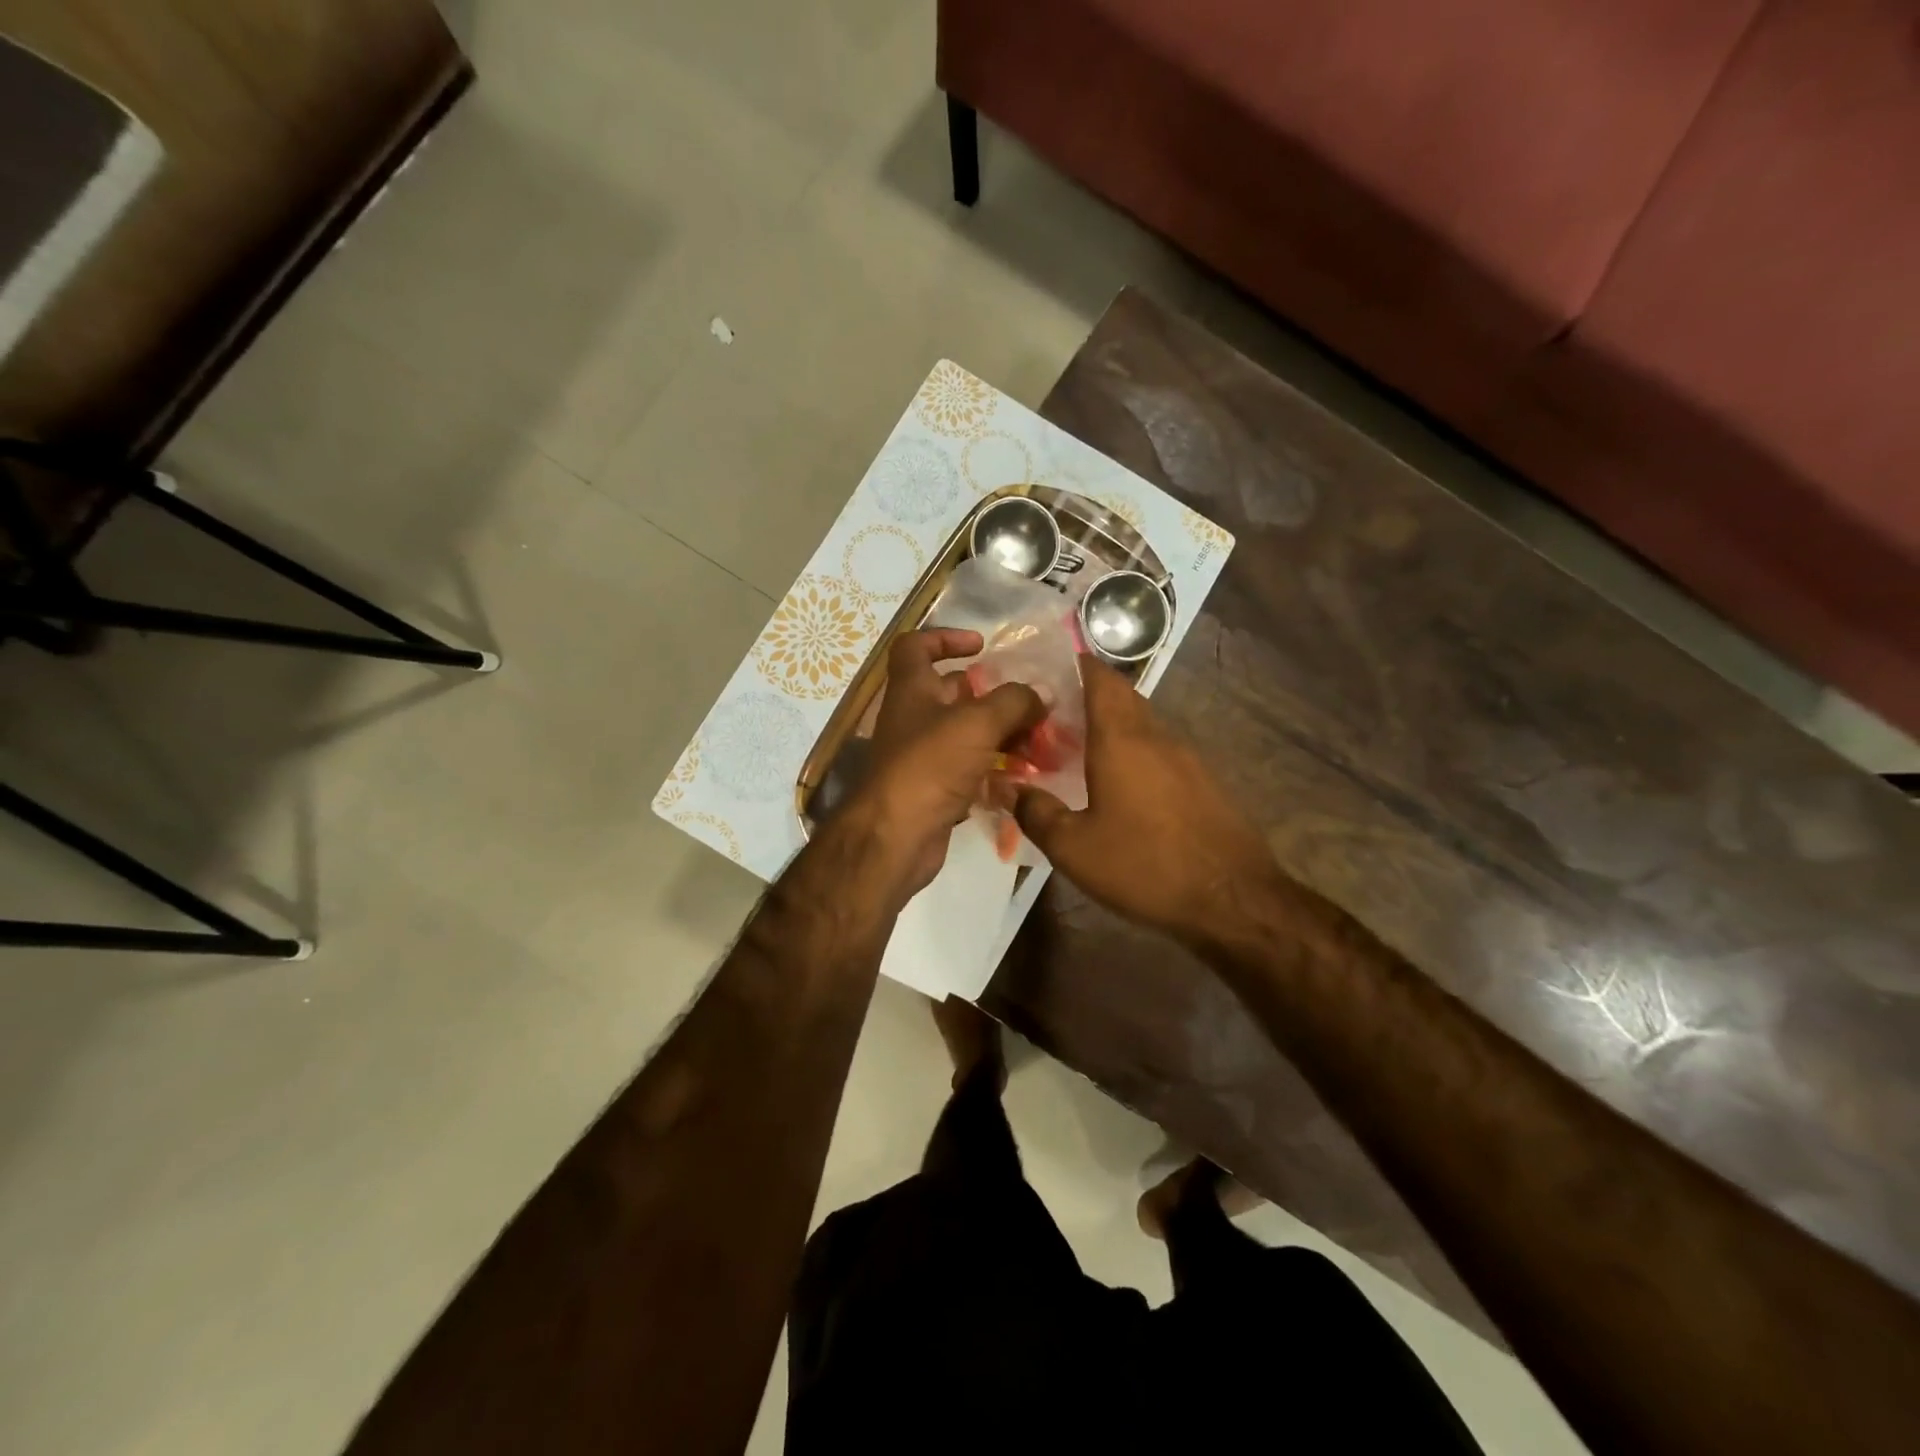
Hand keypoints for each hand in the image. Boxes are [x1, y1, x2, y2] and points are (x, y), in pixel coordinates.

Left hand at [851, 630, 1043, 900]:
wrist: (896, 836)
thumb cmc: (930, 766)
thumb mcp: (978, 723)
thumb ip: (1014, 702)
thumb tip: (1041, 695)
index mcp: (912, 689)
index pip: (916, 646)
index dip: (945, 637)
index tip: (981, 646)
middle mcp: (913, 718)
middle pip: (951, 693)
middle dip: (991, 695)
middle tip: (1030, 703)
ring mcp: (922, 756)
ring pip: (965, 734)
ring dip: (1000, 734)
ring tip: (1039, 742)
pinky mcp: (934, 789)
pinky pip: (969, 769)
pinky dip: (994, 769)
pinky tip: (1024, 775)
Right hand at [1013, 658, 1280, 942]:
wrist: (1233, 899)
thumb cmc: (1145, 865)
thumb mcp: (1074, 848)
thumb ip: (1036, 812)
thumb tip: (1007, 788)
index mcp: (1122, 738)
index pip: (1100, 678)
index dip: (1075, 665)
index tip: (1046, 669)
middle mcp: (1156, 736)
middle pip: (1122, 697)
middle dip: (1088, 696)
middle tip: (1051, 716)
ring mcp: (1187, 758)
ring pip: (1143, 724)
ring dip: (1112, 726)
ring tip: (1078, 749)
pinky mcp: (1204, 783)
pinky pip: (1160, 751)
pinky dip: (1135, 752)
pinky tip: (1120, 785)